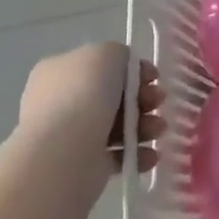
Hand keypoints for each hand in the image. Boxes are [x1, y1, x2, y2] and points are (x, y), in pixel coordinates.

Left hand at [18, 42, 163, 175]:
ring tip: (158, 130)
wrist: (62, 153)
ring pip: (118, 125)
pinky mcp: (83, 165)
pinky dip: (137, 152)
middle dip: (142, 98)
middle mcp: (61, 101)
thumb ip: (120, 55)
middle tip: (158, 102)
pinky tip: (150, 154)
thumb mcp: (107, 53)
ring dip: (145, 125)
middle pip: (113, 96)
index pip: (102, 65)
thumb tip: (127, 73)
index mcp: (60, 71)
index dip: (132, 69)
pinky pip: (117, 154)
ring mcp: (71, 135)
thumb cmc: (84, 94)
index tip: (153, 77)